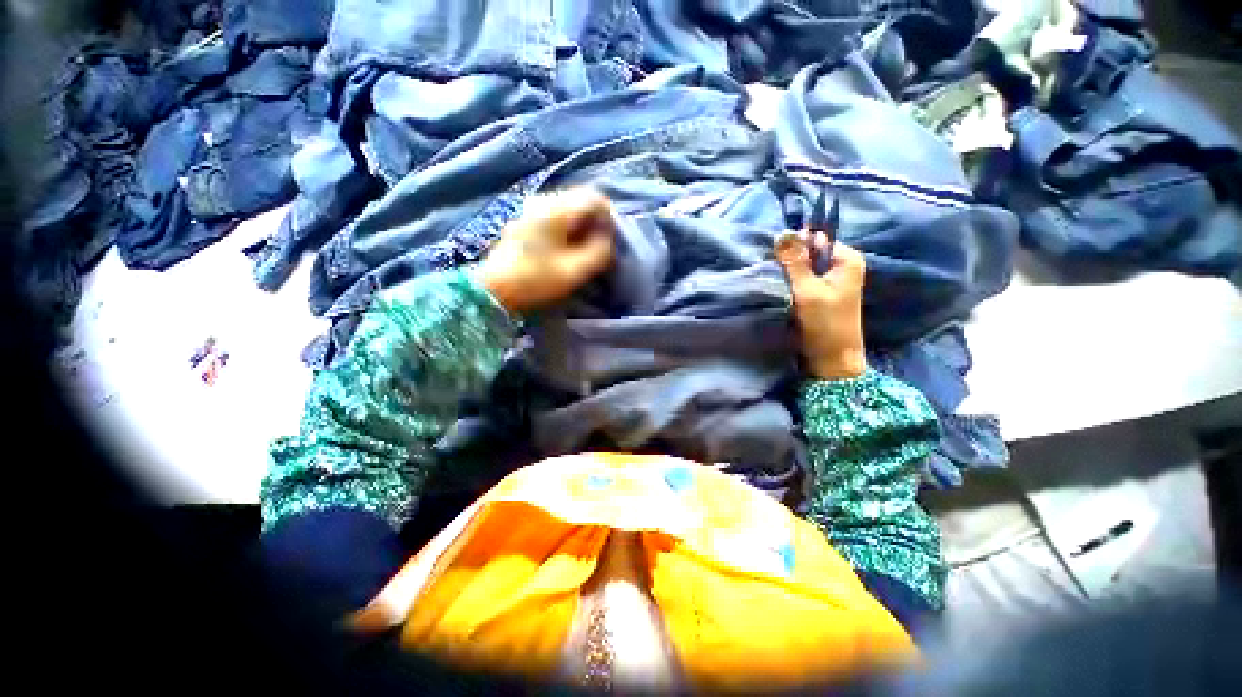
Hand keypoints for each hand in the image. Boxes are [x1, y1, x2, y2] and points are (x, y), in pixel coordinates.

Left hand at [476, 188, 614, 314]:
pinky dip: (568, 226)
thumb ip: (598, 252)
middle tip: (600, 245)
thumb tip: (607, 239)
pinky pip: (556, 214)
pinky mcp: (526, 219)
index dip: (608, 216)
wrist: (494, 289)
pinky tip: (568, 246)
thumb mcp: (574, 271)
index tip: (611, 238)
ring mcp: (531, 208)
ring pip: (568, 206)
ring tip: (585, 248)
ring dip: (582, 224)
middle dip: (595, 220)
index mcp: (555, 210)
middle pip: (580, 199)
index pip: (593, 198)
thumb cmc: (535, 280)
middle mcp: (543, 201)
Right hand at [774, 231, 867, 379]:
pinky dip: (791, 284)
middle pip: (809, 252)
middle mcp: (842, 266)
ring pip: (803, 268)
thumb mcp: (808, 290)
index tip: (777, 260)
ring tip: (776, 283)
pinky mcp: (821, 294)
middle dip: (790, 261)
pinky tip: (781, 291)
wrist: (832, 359)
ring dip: (788, 274)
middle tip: (775, 274)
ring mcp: (831, 281)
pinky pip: (802, 281)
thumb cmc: (825, 323)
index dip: (795, 245)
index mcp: (847, 259)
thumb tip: (781, 233)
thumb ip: (795, 262)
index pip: (816, 238)